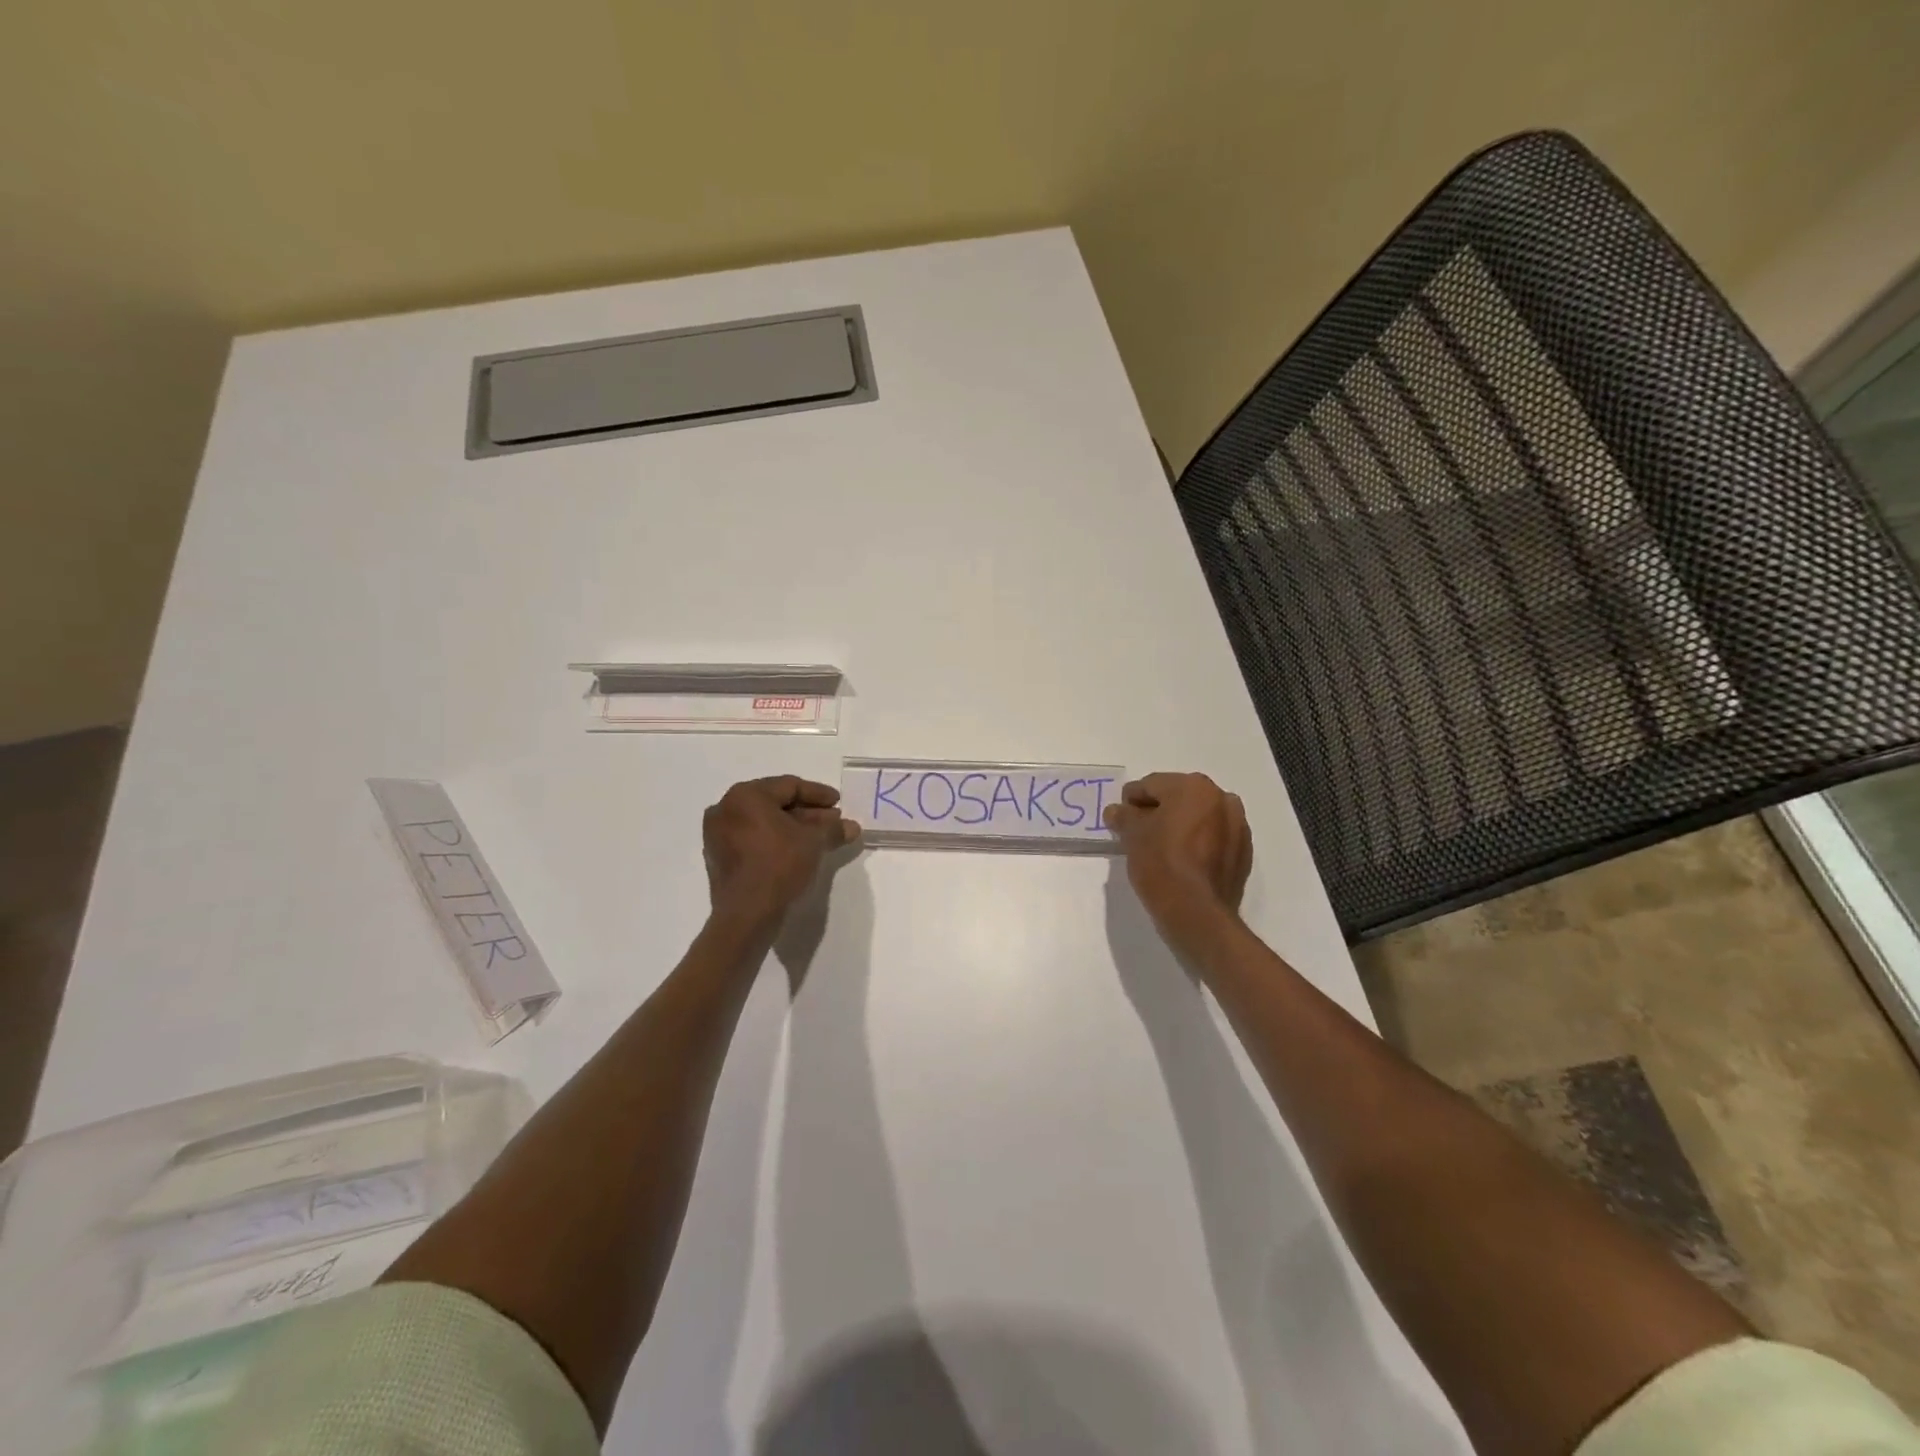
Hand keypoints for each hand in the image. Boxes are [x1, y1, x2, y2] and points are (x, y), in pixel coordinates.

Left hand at [703, 776, 859, 923]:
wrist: (747, 915)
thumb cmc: (779, 866)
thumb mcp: (813, 842)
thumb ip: (833, 829)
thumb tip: (852, 827)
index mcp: (746, 796)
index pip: (789, 786)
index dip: (818, 794)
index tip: (839, 802)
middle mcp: (726, 808)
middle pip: (775, 803)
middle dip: (807, 812)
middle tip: (833, 821)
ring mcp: (718, 834)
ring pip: (763, 822)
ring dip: (792, 827)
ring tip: (820, 838)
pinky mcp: (718, 857)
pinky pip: (752, 839)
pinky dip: (774, 840)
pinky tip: (797, 851)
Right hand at [1103, 772, 1251, 939]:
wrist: (1197, 913)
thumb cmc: (1161, 863)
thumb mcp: (1132, 836)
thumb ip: (1123, 816)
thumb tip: (1116, 811)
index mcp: (1194, 787)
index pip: (1152, 785)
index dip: (1131, 800)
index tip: (1120, 817)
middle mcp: (1221, 799)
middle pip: (1179, 797)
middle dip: (1158, 811)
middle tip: (1138, 832)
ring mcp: (1238, 826)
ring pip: (1199, 817)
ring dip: (1181, 826)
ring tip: (1161, 847)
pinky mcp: (1244, 853)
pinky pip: (1214, 838)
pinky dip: (1199, 843)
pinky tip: (1183, 861)